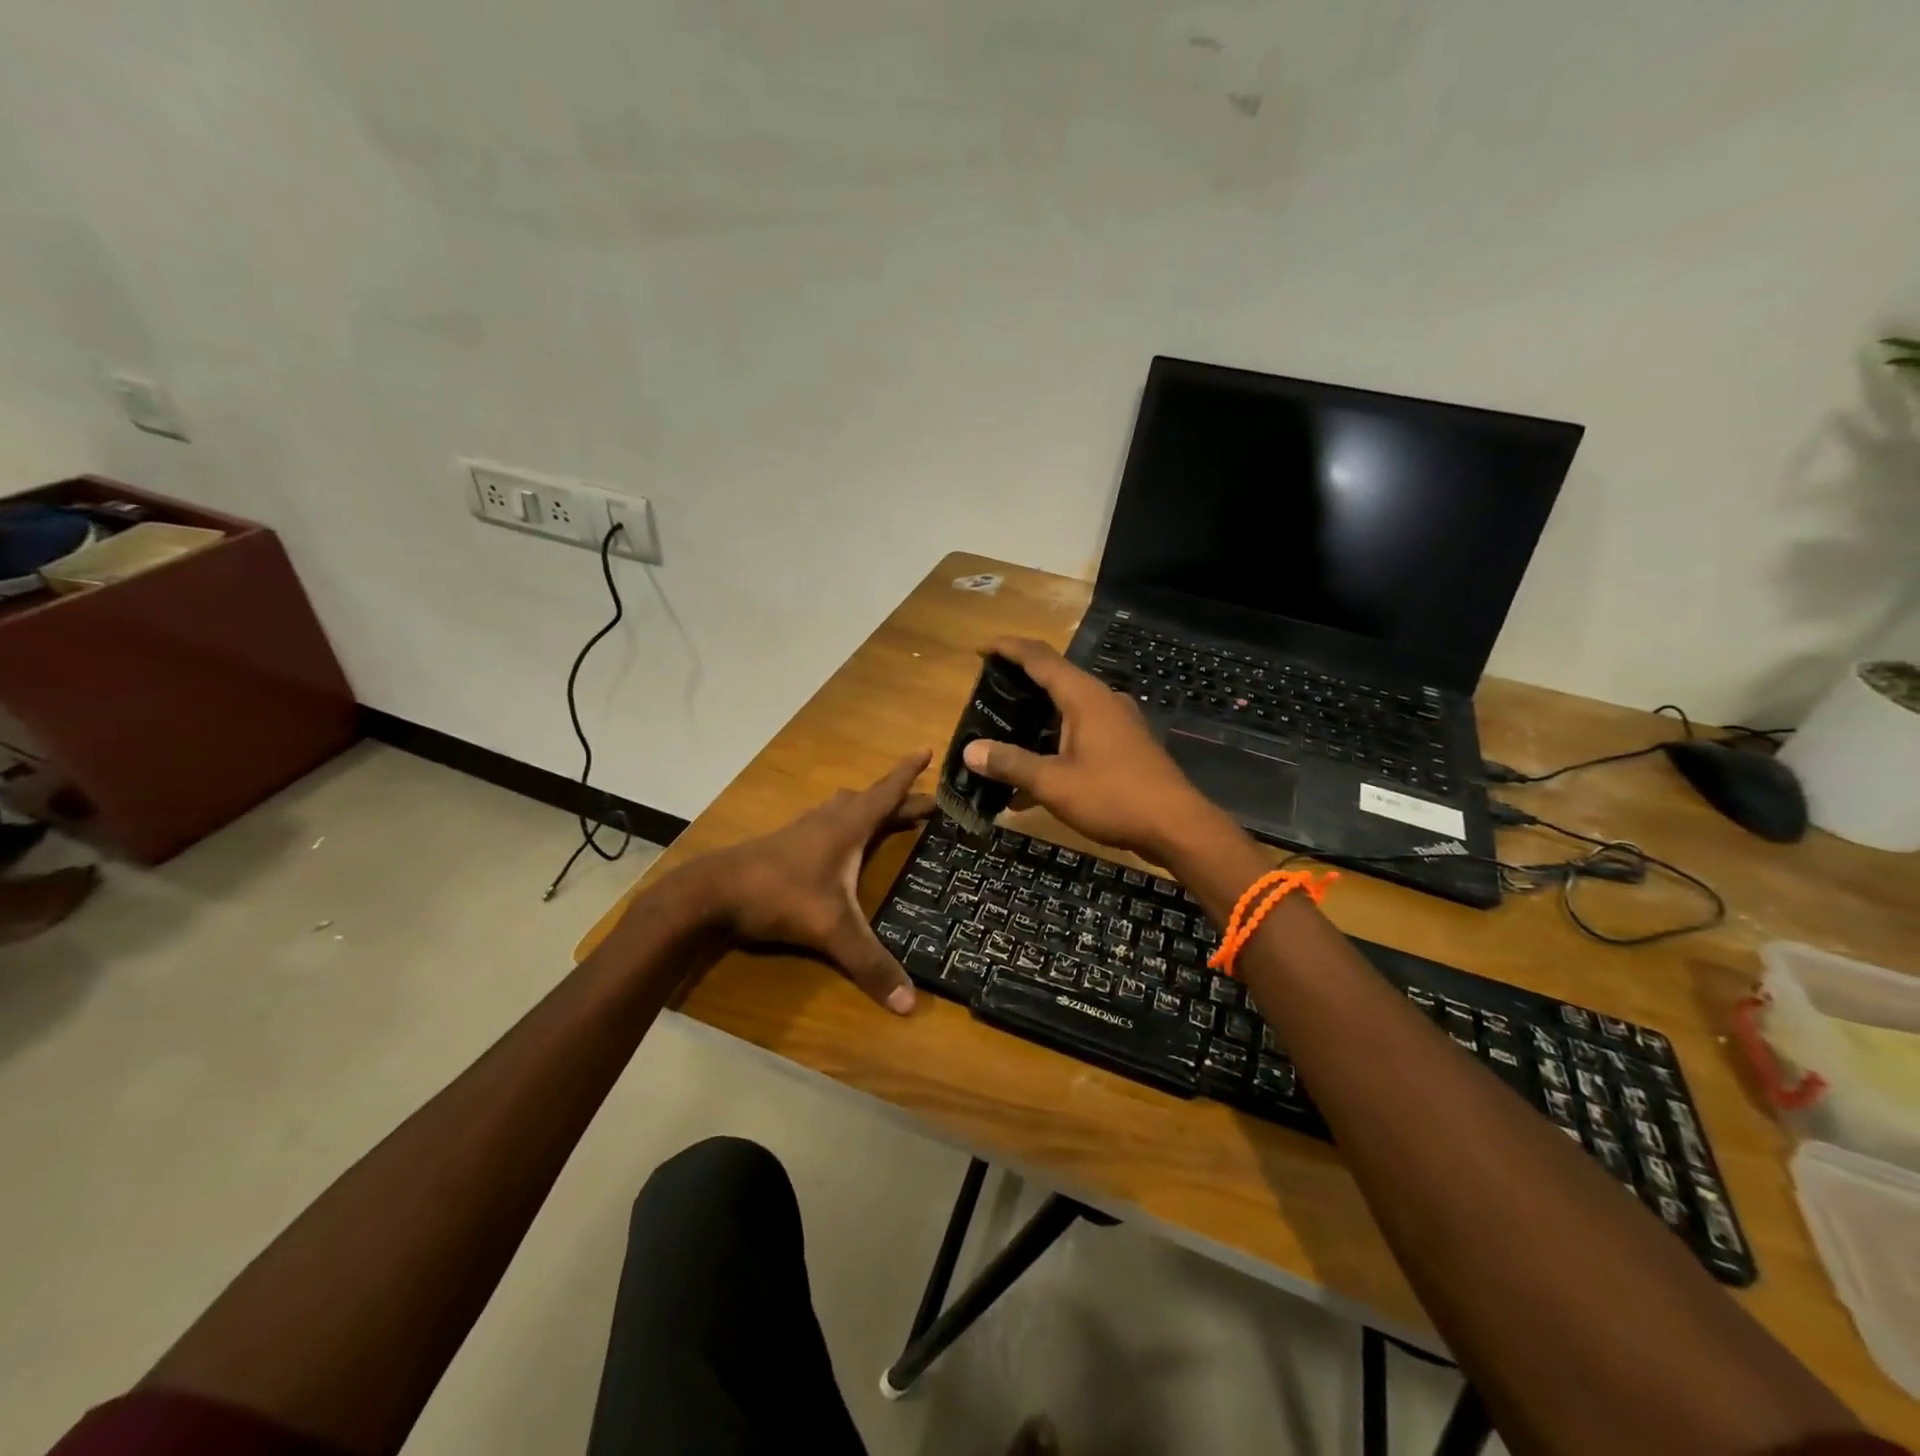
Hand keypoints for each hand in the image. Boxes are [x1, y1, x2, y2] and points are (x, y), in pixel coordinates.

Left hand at [696, 750, 934, 1013]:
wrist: (712, 892)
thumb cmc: (779, 895)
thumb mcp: (830, 929)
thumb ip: (869, 964)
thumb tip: (909, 1005)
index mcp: (848, 827)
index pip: (887, 792)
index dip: (909, 772)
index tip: (928, 748)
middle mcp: (829, 821)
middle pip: (871, 801)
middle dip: (900, 800)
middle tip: (928, 805)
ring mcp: (804, 831)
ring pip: (844, 809)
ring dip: (869, 809)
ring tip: (886, 818)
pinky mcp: (786, 846)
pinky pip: (826, 824)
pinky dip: (845, 826)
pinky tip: (840, 846)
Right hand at [960, 638, 1220, 861]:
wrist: (1176, 826)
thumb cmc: (1113, 797)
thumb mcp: (1053, 783)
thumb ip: (1010, 763)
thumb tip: (970, 751)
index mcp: (1084, 697)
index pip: (1039, 657)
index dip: (1007, 649)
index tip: (980, 650)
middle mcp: (1102, 701)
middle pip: (1054, 680)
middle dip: (1019, 686)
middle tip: (986, 696)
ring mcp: (1117, 723)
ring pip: (1066, 712)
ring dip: (1035, 722)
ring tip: (1003, 738)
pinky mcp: (1124, 747)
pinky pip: (1080, 735)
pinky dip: (1054, 748)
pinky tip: (1032, 784)